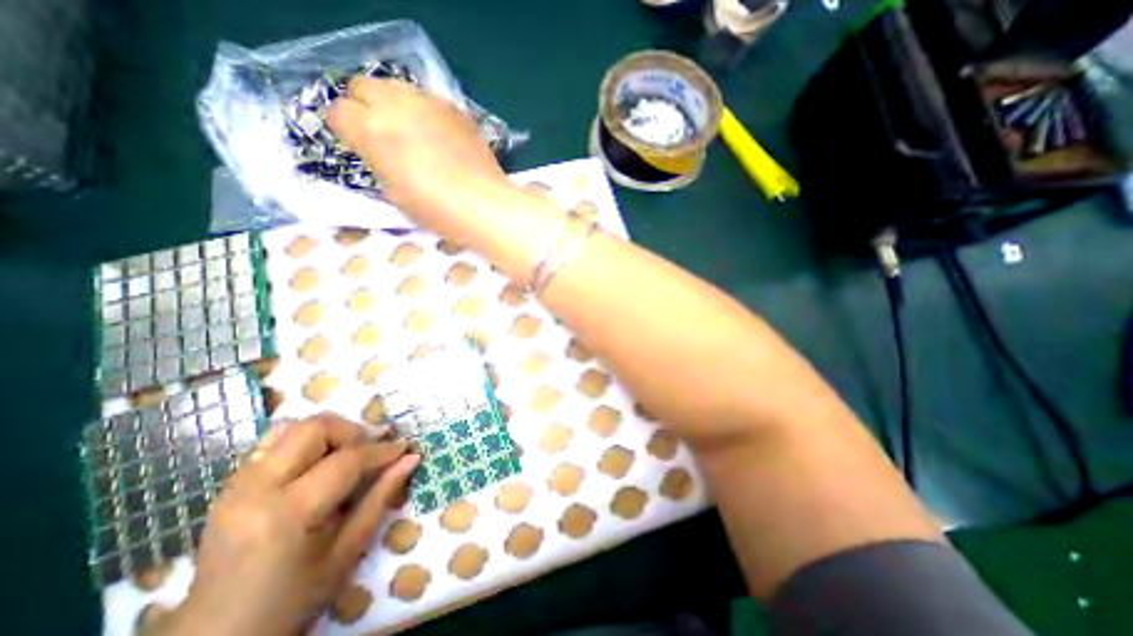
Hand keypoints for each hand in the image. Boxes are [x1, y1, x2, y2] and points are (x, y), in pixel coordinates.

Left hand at [158, 412, 419, 634]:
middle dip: (352, 431)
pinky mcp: (230, 486)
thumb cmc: (294, 598)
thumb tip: (412, 458)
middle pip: (314, 428)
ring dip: (329, 434)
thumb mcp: (348, 550)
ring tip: (345, 456)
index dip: (382, 450)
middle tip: (371, 450)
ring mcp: (236, 485)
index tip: (404, 447)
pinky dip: (304, 443)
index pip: (346, 460)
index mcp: (287, 514)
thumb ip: (381, 496)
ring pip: (293, 428)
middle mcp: (255, 490)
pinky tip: (317, 465)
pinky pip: (273, 443)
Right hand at [331, 77, 510, 223]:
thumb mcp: (393, 193)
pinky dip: (424, 111)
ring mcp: (428, 102)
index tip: (359, 147)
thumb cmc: (436, 209)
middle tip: (382, 135)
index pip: (337, 112)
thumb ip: (377, 162)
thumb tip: (378, 150)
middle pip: (362, 87)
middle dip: (364, 108)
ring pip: (395, 86)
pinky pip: (428, 98)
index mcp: (371, 130)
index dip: (346, 131)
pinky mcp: (455, 109)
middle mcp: (395, 105)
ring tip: (410, 132)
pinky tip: (438, 134)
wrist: (484, 205)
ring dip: (393, 104)